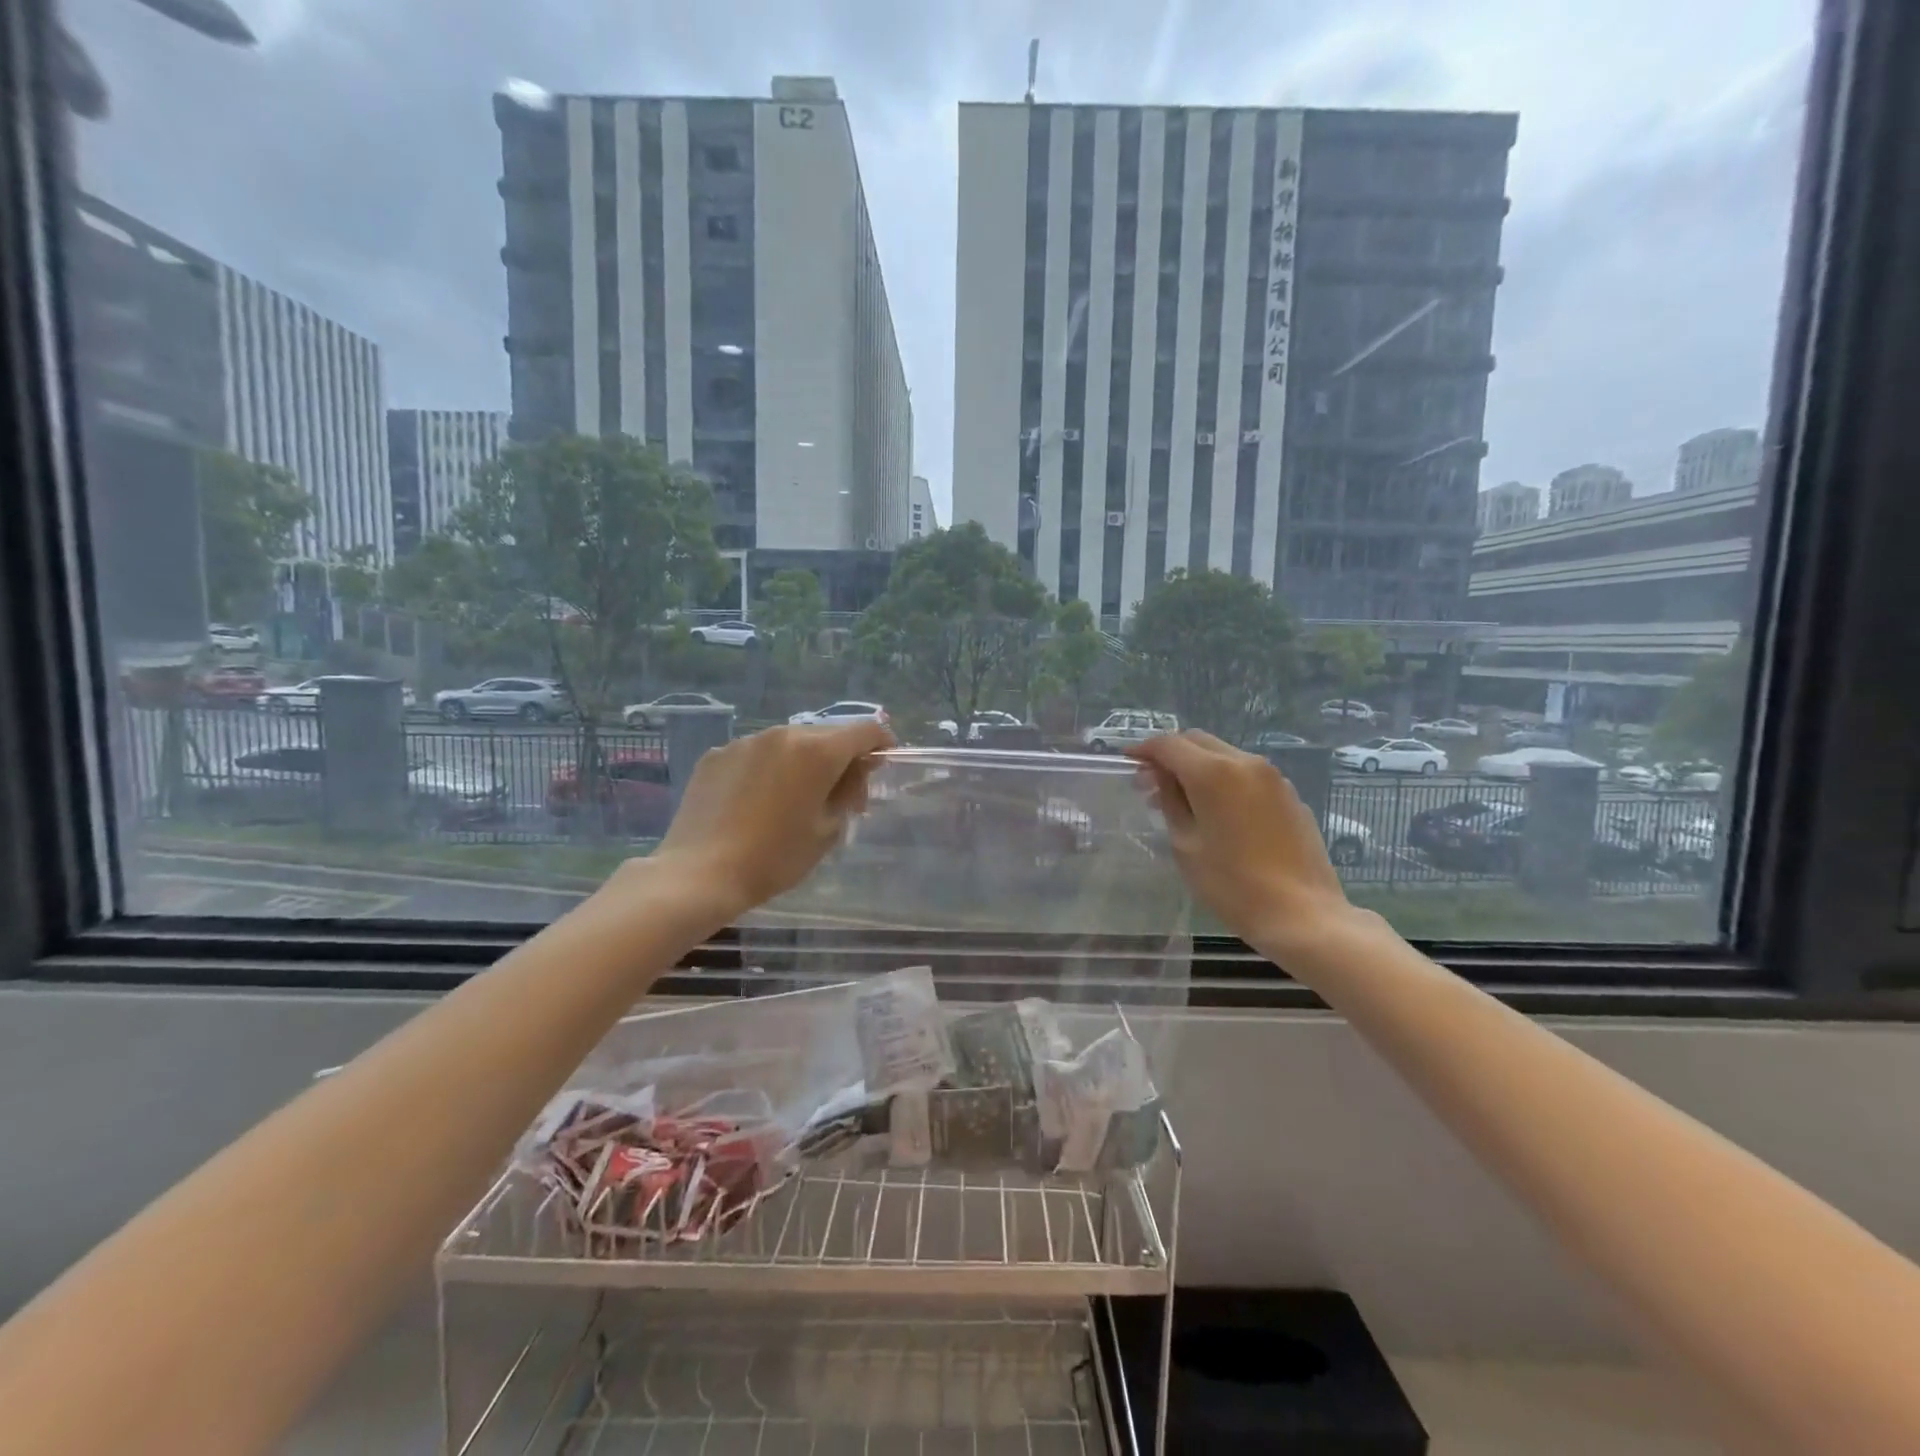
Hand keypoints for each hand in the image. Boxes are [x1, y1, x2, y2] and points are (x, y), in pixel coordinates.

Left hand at [643, 721, 893, 925]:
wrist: (700, 873)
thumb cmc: (775, 857)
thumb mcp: (827, 830)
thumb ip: (849, 791)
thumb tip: (855, 770)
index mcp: (817, 751)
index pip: (865, 731)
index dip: (881, 743)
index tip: (882, 764)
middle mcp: (782, 734)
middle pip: (826, 735)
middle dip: (841, 758)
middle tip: (842, 795)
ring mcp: (745, 742)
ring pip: (789, 743)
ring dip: (803, 762)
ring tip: (795, 799)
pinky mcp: (716, 755)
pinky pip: (755, 754)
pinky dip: (768, 769)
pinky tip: (757, 802)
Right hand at [1128, 731, 1359, 957]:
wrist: (1302, 914)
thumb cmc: (1232, 884)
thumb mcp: (1186, 844)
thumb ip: (1170, 801)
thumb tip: (1160, 776)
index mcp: (1213, 773)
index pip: (1169, 744)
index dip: (1144, 750)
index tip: (1127, 763)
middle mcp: (1245, 763)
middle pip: (1198, 741)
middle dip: (1171, 755)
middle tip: (1151, 783)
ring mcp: (1273, 777)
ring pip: (1224, 754)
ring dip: (1198, 766)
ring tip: (1183, 799)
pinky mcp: (1289, 794)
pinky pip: (1247, 774)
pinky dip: (1224, 779)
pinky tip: (1218, 811)